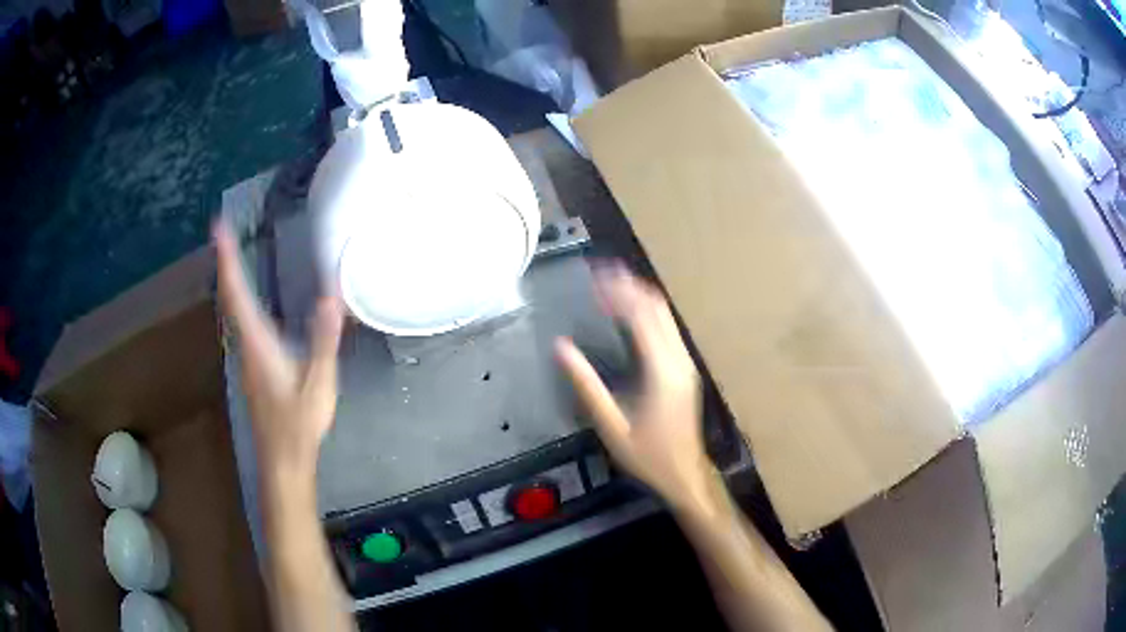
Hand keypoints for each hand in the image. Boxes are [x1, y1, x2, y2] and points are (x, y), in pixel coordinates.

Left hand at [214, 220, 344, 482]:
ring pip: (232, 310)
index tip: (219, 228)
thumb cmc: (299, 423)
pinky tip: (245, 297)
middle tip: (222, 232)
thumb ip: (323, 339)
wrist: (283, 459)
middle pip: (229, 297)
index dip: (227, 259)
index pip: (237, 293)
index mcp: (259, 342)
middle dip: (225, 262)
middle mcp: (246, 344)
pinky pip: (240, 321)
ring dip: (229, 279)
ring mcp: (246, 356)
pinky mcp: (252, 366)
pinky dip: (237, 298)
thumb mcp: (318, 383)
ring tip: (229, 253)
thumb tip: (330, 295)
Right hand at [556, 265, 714, 510]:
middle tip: (601, 272)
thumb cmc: (648, 456)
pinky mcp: (685, 369)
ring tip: (612, 284)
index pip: (641, 316)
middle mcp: (678, 360)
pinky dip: (648, 313)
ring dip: (640, 295)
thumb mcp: (611, 425)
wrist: (686, 474)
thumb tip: (561, 348)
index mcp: (662, 371)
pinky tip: (630, 314)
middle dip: (629, 285)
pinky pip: (667, 329)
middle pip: (657, 308)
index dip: (618, 292)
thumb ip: (587, 385)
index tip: (595, 277)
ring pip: (665, 315)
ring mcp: (685, 363)